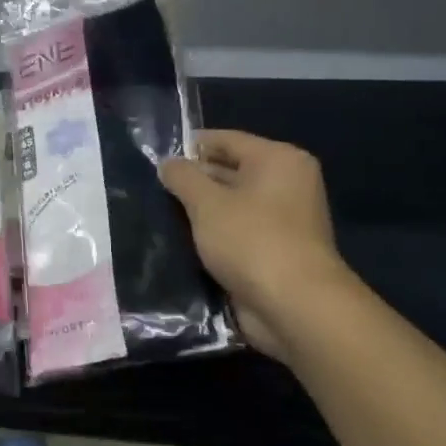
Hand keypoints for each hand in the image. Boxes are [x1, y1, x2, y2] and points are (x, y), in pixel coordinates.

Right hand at [158, 131, 354, 360]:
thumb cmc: (251, 240)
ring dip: (200, 212)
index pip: (227, 140)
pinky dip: (213, 235)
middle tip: (152, 189)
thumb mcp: (207, 203)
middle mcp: (286, 184)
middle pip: (230, 171)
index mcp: (279, 160)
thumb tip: (168, 163)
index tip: (155, 157)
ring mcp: (283, 220)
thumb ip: (183, 177)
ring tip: (159, 214)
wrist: (293, 306)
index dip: (190, 146)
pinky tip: (181, 241)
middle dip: (194, 181)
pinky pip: (236, 233)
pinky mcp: (274, 251)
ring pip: (231, 205)